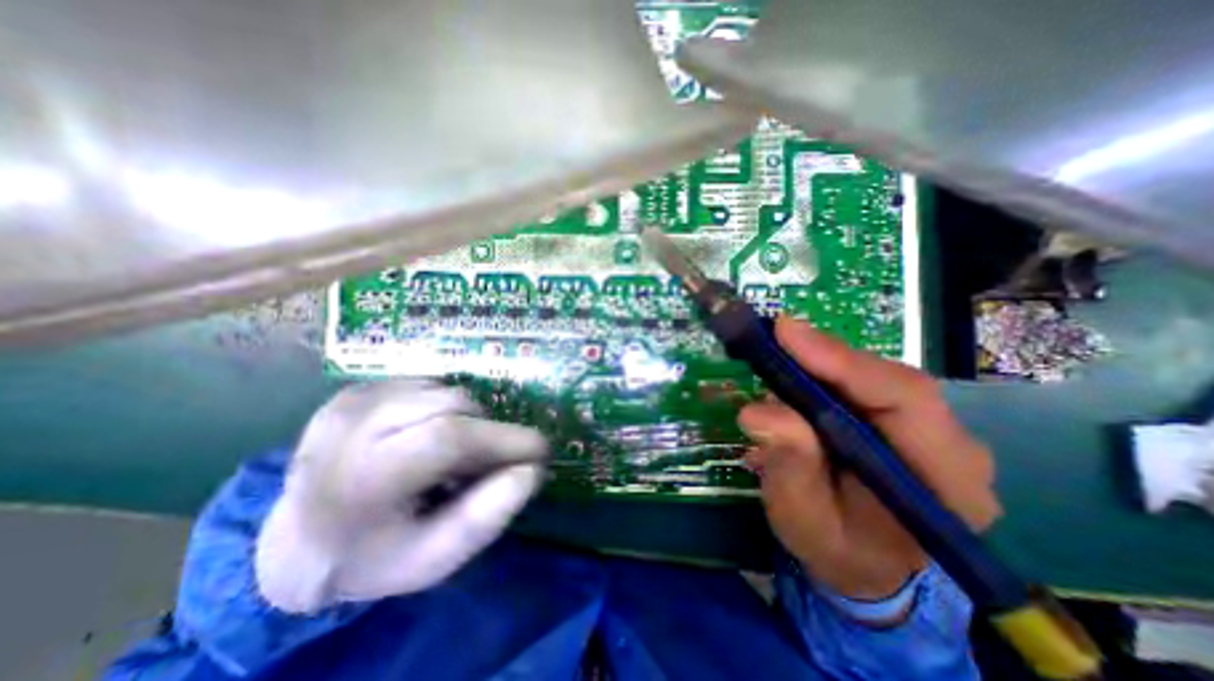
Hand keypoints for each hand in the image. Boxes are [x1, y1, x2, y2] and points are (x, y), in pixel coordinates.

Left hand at [257, 380, 547, 613]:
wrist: (296, 543)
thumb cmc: (373, 556)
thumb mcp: (432, 559)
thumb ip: (486, 518)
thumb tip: (531, 471)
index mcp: (362, 479)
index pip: (449, 438)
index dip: (504, 439)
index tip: (541, 450)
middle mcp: (351, 427)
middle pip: (451, 406)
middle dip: (488, 431)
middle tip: (489, 462)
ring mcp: (350, 401)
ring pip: (444, 391)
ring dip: (467, 419)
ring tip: (455, 453)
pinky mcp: (356, 390)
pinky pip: (427, 386)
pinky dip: (445, 409)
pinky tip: (429, 435)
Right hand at [734, 316, 1001, 597]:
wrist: (866, 569)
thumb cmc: (837, 551)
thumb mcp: (804, 520)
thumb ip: (789, 468)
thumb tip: (758, 411)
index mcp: (945, 480)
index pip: (904, 398)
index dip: (841, 360)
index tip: (786, 333)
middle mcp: (949, 444)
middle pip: (887, 378)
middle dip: (824, 356)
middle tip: (772, 338)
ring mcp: (928, 429)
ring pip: (871, 377)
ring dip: (818, 364)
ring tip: (775, 361)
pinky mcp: (899, 422)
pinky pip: (860, 385)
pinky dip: (821, 375)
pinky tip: (792, 376)